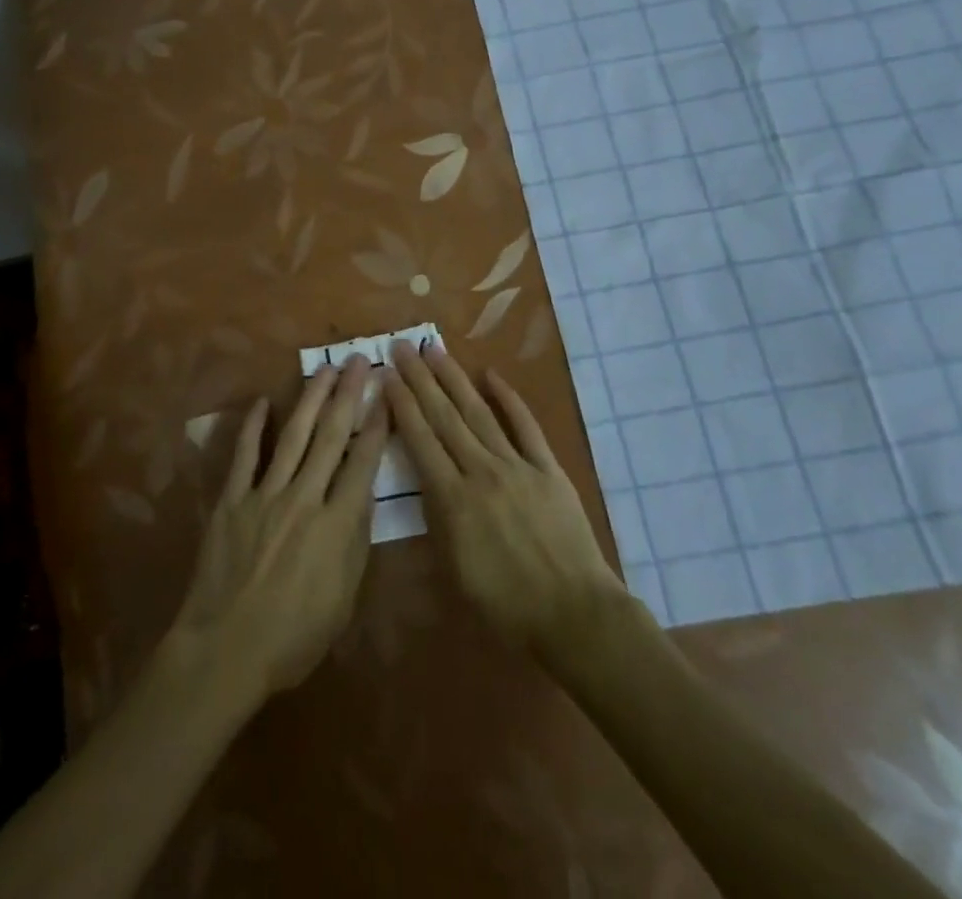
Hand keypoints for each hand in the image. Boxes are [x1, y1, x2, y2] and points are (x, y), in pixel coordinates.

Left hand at [167, 358, 388, 701]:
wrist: (226, 650)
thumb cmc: (293, 637)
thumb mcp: (343, 598)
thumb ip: (355, 541)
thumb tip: (363, 494)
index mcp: (337, 524)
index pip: (363, 462)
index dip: (377, 424)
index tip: (387, 393)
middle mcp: (304, 498)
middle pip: (331, 436)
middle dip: (348, 394)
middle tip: (359, 360)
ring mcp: (265, 494)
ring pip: (293, 435)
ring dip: (311, 398)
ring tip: (325, 369)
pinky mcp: (232, 500)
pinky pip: (244, 455)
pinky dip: (252, 427)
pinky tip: (262, 401)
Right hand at [384, 343, 627, 653]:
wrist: (574, 614)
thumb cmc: (506, 607)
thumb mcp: (453, 573)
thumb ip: (434, 523)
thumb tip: (423, 484)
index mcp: (452, 499)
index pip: (420, 440)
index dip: (401, 405)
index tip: (387, 375)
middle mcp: (481, 471)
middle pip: (444, 417)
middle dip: (420, 379)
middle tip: (403, 346)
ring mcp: (517, 465)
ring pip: (479, 412)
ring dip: (454, 379)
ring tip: (436, 350)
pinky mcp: (548, 468)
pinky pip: (526, 426)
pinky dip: (509, 398)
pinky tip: (492, 375)